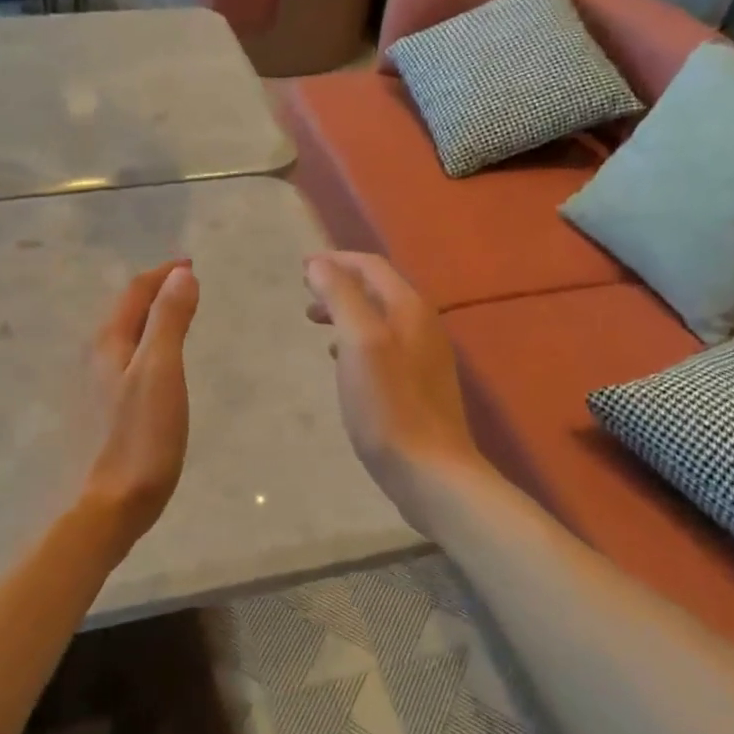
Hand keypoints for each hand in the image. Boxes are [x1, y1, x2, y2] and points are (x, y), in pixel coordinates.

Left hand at [80, 260, 199, 550]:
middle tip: (187, 287)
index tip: (191, 265)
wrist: (107, 507)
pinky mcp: (102, 414)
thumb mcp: (161, 372)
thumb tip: (181, 275)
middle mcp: (95, 359)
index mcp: (109, 343)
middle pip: (125, 312)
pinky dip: (146, 347)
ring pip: (124, 338)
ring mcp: (94, 388)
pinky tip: (157, 367)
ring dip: (149, 319)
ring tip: (176, 318)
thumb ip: (169, 321)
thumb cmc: (139, 438)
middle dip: (155, 293)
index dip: (163, 274)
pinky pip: (125, 362)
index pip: (135, 292)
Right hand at [304, 252, 484, 510]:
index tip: (302, 269)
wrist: (430, 472)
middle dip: (340, 287)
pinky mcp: (420, 386)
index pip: (371, 267)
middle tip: (306, 300)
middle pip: (377, 291)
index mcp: (410, 309)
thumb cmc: (389, 406)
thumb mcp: (360, 343)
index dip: (335, 261)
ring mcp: (425, 357)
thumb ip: (341, 298)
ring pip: (380, 320)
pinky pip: (385, 347)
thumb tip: (320, 263)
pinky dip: (359, 341)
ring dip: (348, 314)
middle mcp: (423, 326)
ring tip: (318, 326)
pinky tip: (344, 363)